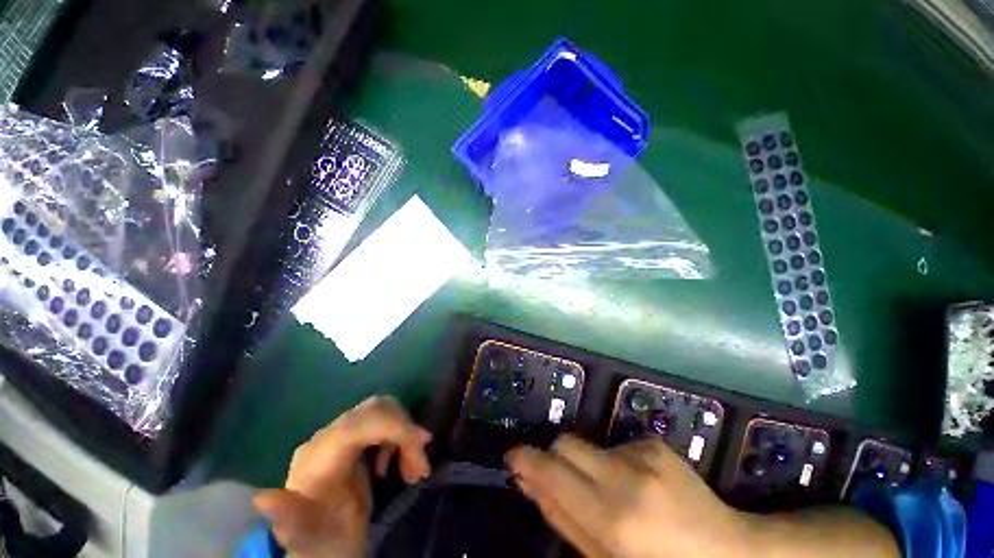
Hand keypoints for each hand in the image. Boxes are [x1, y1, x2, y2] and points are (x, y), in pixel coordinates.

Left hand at [254, 395, 431, 557]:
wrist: (324, 542)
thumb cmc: (320, 542)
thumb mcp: (307, 537)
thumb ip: (289, 518)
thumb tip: (262, 498)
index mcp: (316, 458)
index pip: (359, 423)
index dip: (394, 425)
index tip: (423, 444)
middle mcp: (327, 437)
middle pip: (376, 409)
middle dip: (405, 431)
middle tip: (420, 465)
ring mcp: (341, 434)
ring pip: (384, 412)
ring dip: (405, 436)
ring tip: (415, 470)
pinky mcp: (353, 437)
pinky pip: (384, 421)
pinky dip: (399, 438)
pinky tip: (394, 465)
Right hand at [506, 435, 749, 557]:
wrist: (728, 550)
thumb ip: (564, 519)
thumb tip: (529, 482)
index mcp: (612, 520)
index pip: (552, 474)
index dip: (526, 460)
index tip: (513, 457)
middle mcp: (625, 477)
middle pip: (565, 443)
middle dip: (555, 458)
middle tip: (563, 480)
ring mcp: (643, 454)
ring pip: (588, 444)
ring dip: (588, 465)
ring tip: (615, 493)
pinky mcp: (654, 442)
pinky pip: (616, 446)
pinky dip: (616, 463)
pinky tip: (641, 485)